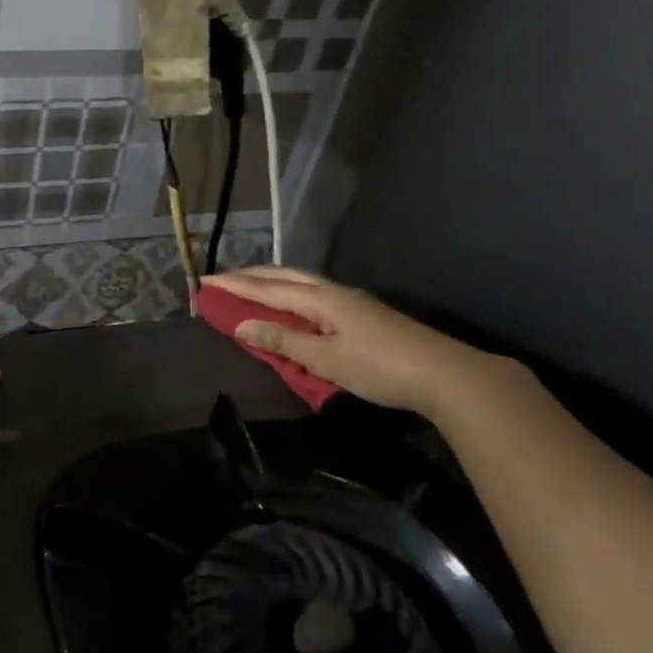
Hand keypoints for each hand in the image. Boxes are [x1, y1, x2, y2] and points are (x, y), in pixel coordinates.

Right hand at [202, 268, 500, 416]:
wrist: (447, 376)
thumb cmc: (381, 368)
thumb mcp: (325, 359)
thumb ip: (283, 341)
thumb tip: (241, 325)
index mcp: (321, 299)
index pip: (268, 288)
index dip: (235, 285)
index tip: (206, 280)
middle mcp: (334, 292)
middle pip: (285, 276)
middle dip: (251, 276)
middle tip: (223, 279)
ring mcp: (352, 301)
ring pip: (301, 283)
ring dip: (272, 282)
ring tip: (250, 286)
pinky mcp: (363, 314)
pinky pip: (314, 295)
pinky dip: (290, 294)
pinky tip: (291, 305)